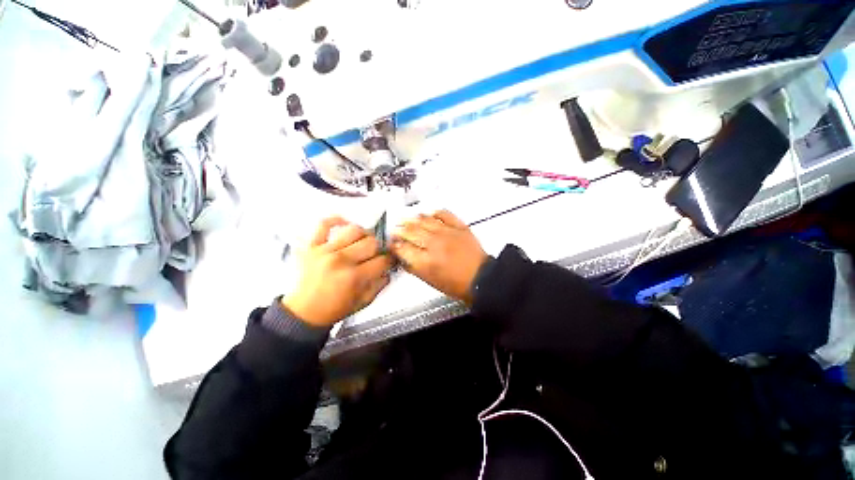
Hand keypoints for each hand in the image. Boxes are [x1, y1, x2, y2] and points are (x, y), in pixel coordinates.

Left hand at [283, 217, 392, 326]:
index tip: (389, 260)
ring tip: (363, 241)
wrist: (304, 312)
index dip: (390, 260)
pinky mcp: (311, 246)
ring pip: (354, 230)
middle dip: (379, 248)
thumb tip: (388, 269)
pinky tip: (345, 223)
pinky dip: (335, 220)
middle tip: (376, 253)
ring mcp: (324, 251)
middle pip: (371, 242)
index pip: (382, 260)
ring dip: (364, 235)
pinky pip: (323, 224)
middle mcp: (340, 261)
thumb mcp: (363, 302)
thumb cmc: (334, 308)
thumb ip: (380, 284)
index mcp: (354, 277)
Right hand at [391, 210, 487, 305]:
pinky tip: (429, 213)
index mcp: (426, 261)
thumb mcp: (430, 281)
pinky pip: (444, 214)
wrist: (480, 279)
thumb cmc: (455, 284)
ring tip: (407, 219)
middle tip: (396, 229)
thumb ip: (414, 268)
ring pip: (425, 220)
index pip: (403, 248)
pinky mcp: (459, 227)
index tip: (391, 243)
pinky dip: (435, 212)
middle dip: (400, 230)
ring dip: (413, 219)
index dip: (394, 245)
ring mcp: (447, 233)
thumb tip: (403, 257)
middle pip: (411, 232)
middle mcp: (435, 244)